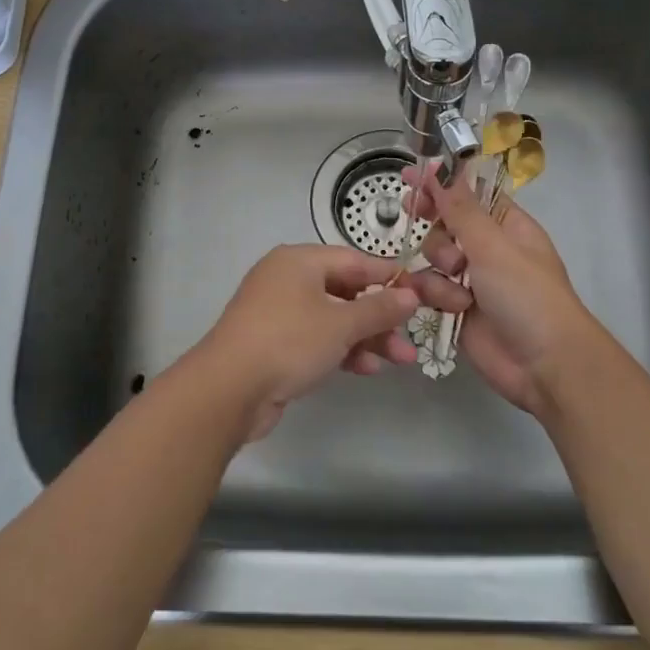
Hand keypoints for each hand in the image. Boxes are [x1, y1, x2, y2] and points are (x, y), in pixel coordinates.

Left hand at [187, 244, 468, 440]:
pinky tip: (367, 369)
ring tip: (400, 360)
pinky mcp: (274, 343)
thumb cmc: (289, 341)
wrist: (228, 388)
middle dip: (380, 316)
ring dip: (366, 337)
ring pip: (333, 318)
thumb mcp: (341, 324)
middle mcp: (287, 280)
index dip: (388, 276)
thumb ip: (379, 309)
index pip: (354, 260)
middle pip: (345, 291)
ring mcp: (278, 312)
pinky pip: (317, 339)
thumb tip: (410, 294)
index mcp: (299, 261)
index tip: (421, 291)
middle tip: (411, 335)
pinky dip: (342, 350)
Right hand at [404, 165, 614, 414]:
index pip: (469, 194)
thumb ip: (460, 208)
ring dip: (439, 266)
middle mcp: (488, 249)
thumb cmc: (527, 295)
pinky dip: (437, 296)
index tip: (411, 174)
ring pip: (433, 258)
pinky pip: (431, 289)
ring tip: (457, 282)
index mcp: (507, 226)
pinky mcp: (457, 310)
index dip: (442, 183)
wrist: (545, 365)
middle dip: (433, 222)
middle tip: (411, 210)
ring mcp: (472, 280)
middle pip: (445, 223)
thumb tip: (441, 167)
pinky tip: (452, 307)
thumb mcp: (493, 245)